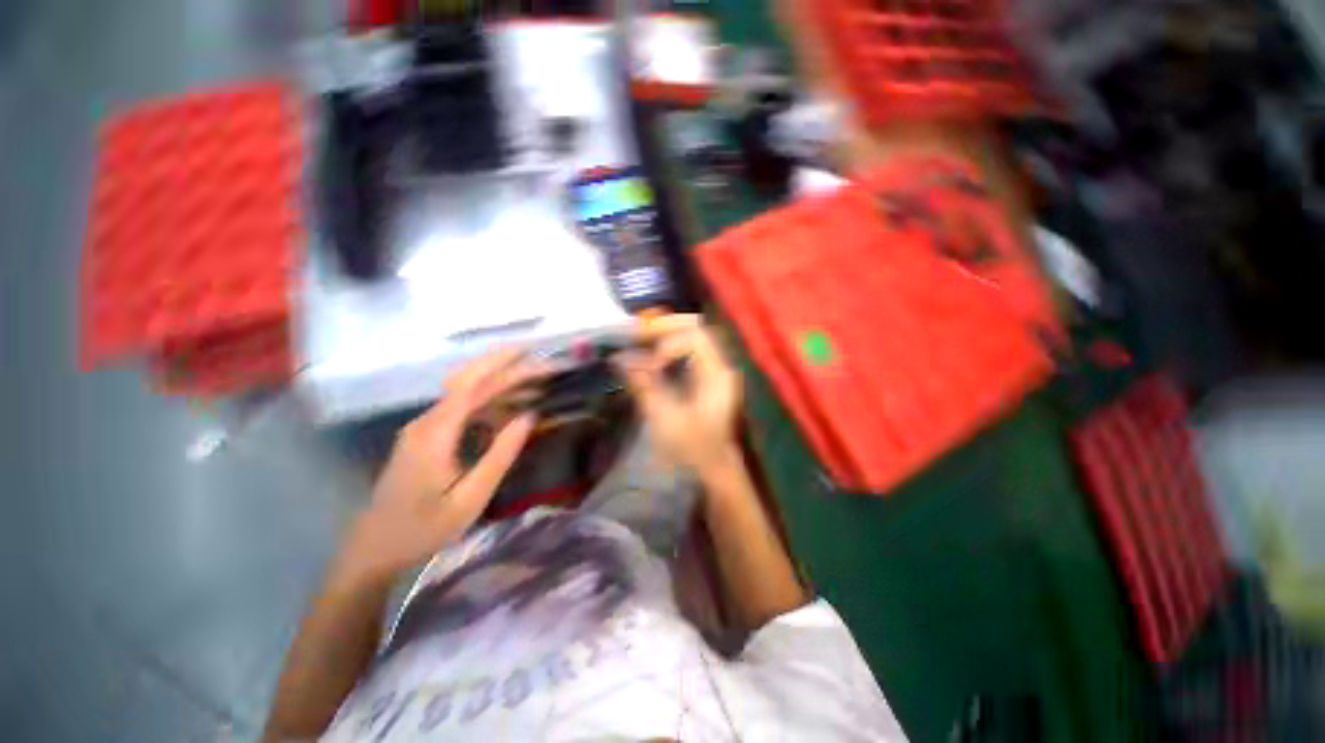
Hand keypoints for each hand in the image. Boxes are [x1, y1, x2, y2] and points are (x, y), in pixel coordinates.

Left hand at [334, 349, 538, 587]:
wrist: (374, 549)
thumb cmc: (424, 528)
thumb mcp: (470, 498)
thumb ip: (501, 455)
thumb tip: (529, 416)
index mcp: (436, 433)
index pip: (472, 385)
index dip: (503, 366)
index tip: (532, 356)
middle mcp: (427, 421)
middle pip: (468, 381)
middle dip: (504, 367)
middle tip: (539, 364)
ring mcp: (425, 428)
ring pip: (466, 393)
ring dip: (500, 384)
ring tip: (535, 384)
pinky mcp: (427, 436)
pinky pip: (462, 409)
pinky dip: (489, 401)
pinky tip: (511, 407)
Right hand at [615, 314, 742, 475]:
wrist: (714, 469)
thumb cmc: (693, 448)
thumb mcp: (664, 418)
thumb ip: (643, 385)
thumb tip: (619, 359)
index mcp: (716, 374)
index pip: (694, 337)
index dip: (667, 344)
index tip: (648, 366)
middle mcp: (719, 365)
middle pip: (695, 327)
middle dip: (664, 327)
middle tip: (636, 335)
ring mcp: (714, 369)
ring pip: (691, 335)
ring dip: (665, 334)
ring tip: (639, 340)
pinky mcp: (706, 376)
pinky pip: (688, 350)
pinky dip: (667, 347)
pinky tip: (650, 355)